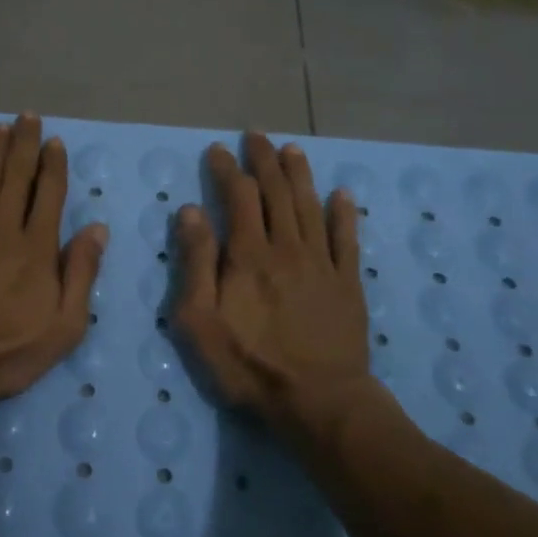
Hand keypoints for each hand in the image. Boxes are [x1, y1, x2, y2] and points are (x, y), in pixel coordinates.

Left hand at [0, 114, 107, 412]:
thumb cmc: (7, 350)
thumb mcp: (64, 326)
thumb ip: (81, 274)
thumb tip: (97, 228)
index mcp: (37, 248)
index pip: (49, 195)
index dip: (53, 166)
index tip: (55, 142)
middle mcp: (3, 228)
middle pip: (16, 177)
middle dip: (24, 145)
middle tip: (28, 117)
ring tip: (1, 125)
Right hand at [173, 133, 389, 431]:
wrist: (318, 400)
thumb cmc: (248, 364)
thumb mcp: (199, 320)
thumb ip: (195, 262)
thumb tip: (190, 211)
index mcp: (248, 254)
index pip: (239, 197)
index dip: (228, 170)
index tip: (218, 150)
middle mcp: (287, 247)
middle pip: (277, 192)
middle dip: (264, 160)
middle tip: (256, 136)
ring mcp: (322, 263)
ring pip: (310, 206)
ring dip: (300, 175)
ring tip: (292, 150)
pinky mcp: (347, 283)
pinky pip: (347, 239)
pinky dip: (344, 214)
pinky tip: (342, 195)